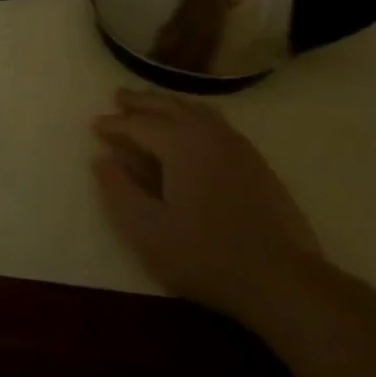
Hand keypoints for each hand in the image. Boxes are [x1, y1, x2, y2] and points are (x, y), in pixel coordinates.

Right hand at [92, 89, 321, 323]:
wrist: (281, 279)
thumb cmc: (206, 255)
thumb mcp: (147, 230)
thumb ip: (118, 191)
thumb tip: (101, 159)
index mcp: (180, 144)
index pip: (138, 125)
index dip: (113, 124)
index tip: (94, 125)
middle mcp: (208, 133)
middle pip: (168, 107)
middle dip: (141, 102)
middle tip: (119, 97)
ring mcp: (236, 145)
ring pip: (195, 110)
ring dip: (169, 104)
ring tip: (153, 105)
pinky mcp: (255, 162)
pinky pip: (216, 123)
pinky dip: (194, 115)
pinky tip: (193, 129)